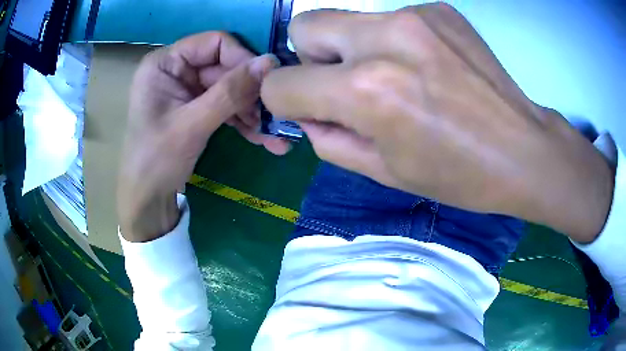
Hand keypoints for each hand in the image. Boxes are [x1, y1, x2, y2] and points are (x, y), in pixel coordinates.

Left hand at [118, 32, 287, 241]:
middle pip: (225, 67)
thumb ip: (230, 92)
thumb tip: (271, 61)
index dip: (242, 59)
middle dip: (250, 92)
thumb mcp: (192, 125)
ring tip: (273, 135)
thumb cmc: (156, 161)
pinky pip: (224, 105)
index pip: (214, 43)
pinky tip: (263, 139)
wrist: (147, 200)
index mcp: (164, 63)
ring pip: (229, 88)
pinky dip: (242, 121)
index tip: (266, 83)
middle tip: (275, 115)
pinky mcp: (195, 108)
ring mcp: (186, 89)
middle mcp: (176, 70)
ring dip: (251, 110)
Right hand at [261, 4, 614, 242]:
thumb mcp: (383, 172)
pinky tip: (427, 66)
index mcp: (368, 90)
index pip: (282, 83)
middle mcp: (384, 39)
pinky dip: (392, 43)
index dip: (285, 101)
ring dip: (354, 50)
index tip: (308, 110)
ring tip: (398, 78)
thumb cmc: (458, 175)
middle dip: (311, 58)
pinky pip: (388, 19)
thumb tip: (307, 113)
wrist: (522, 150)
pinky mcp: (439, 9)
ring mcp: (415, 16)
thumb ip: (328, 139)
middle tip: (349, 85)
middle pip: (305, 26)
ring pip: (346, 20)